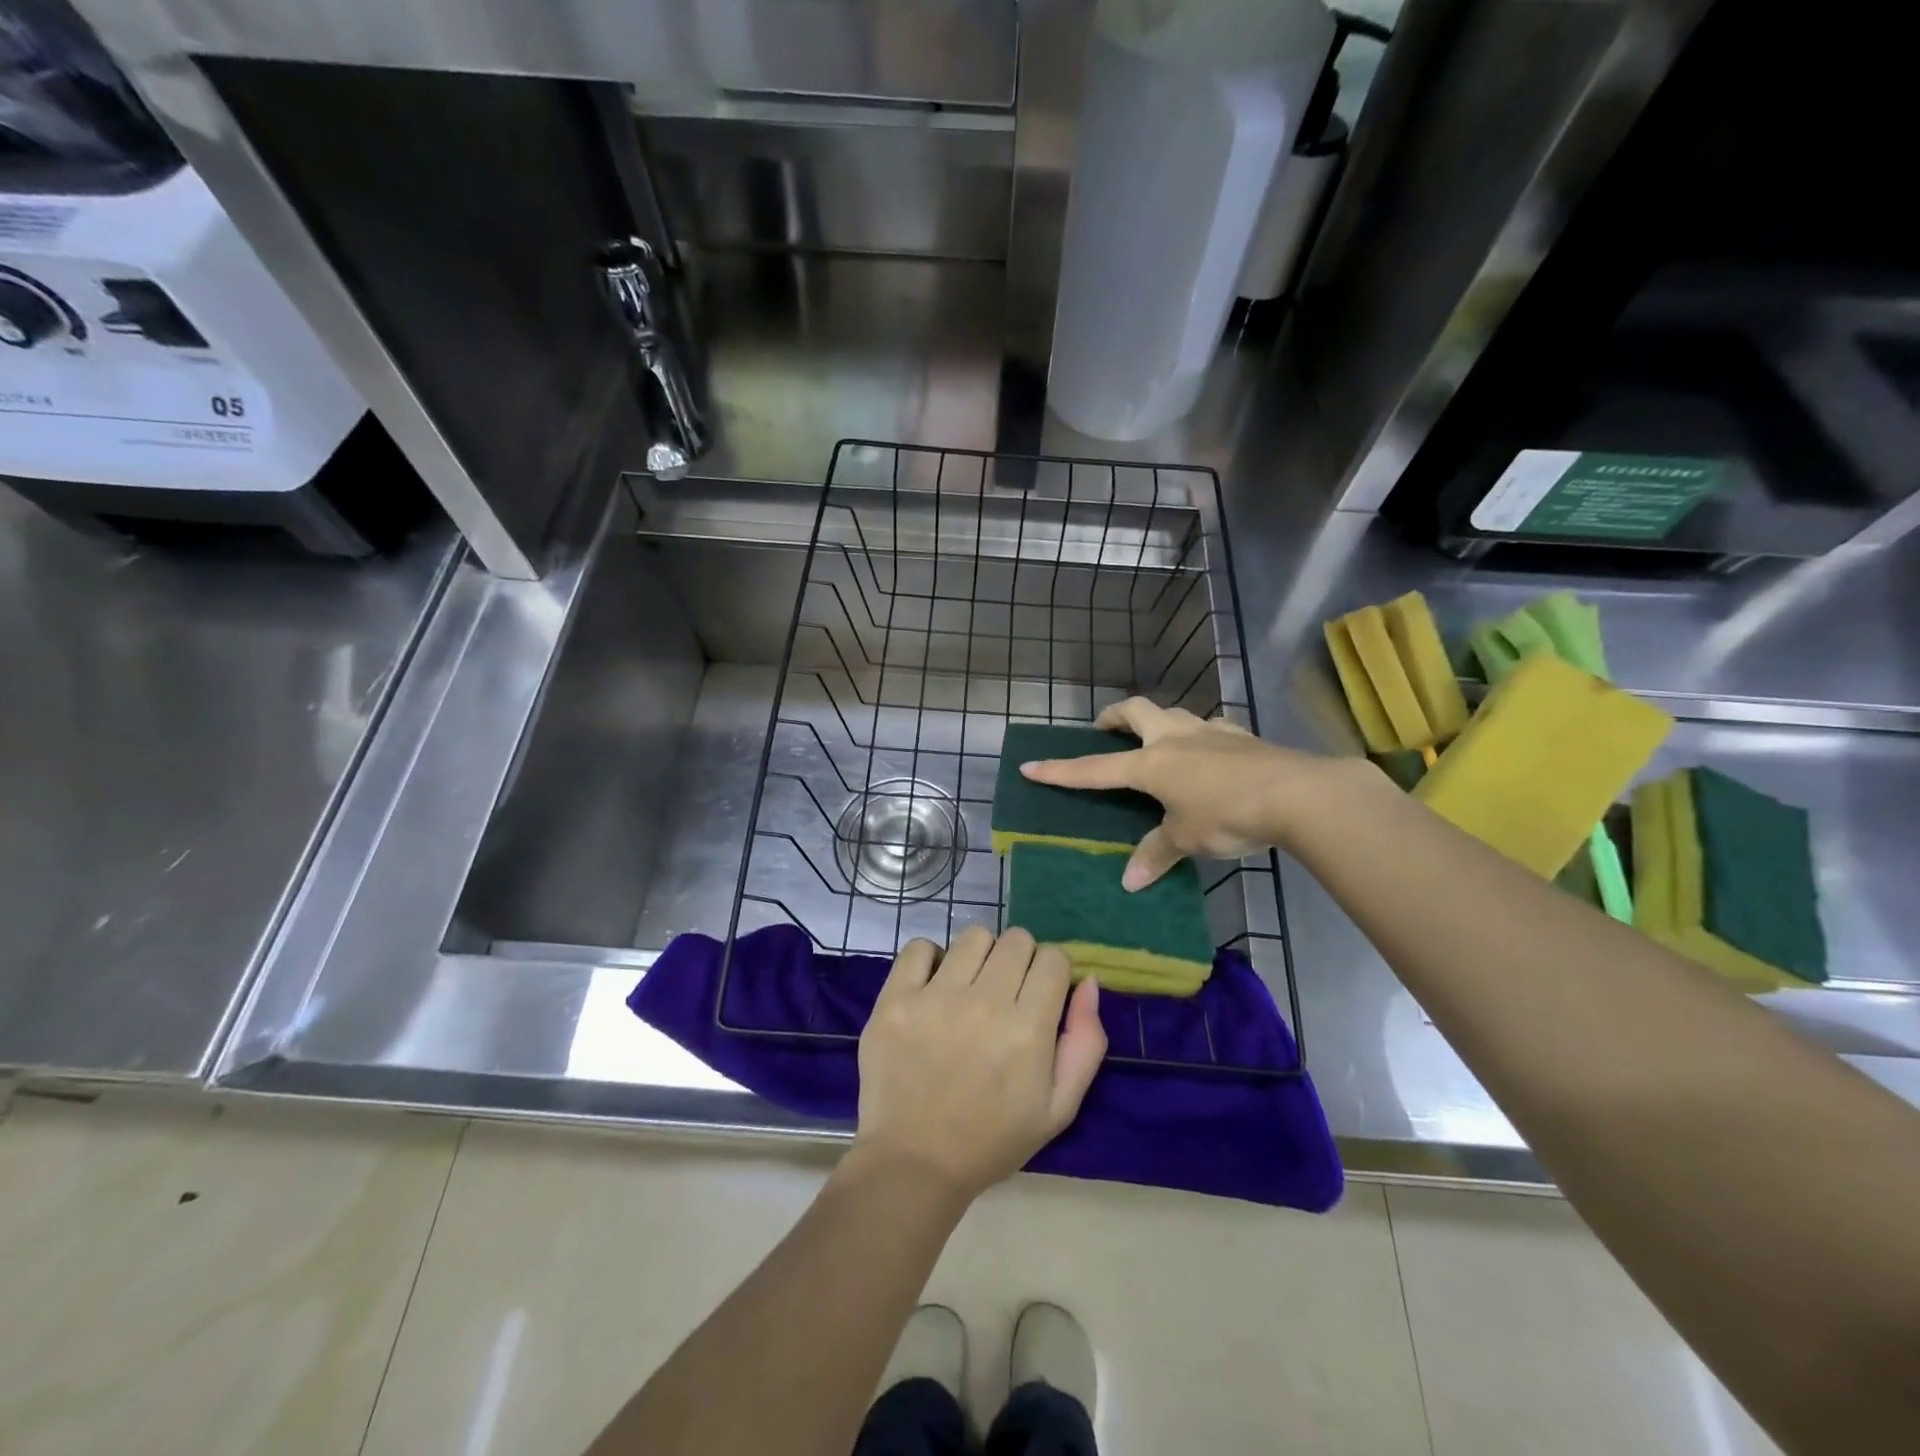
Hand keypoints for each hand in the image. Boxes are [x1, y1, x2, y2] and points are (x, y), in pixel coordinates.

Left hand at [852, 926, 1106, 1201]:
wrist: (914, 1163)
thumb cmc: (993, 1139)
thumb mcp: (1059, 1108)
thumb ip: (1085, 1043)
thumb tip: (1088, 983)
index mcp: (1028, 1029)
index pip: (1054, 958)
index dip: (1053, 973)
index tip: (1041, 995)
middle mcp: (984, 1003)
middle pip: (1017, 939)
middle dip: (1020, 960)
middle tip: (1006, 993)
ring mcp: (935, 997)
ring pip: (974, 936)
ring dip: (980, 956)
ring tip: (969, 988)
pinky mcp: (895, 999)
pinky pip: (919, 947)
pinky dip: (930, 960)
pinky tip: (933, 987)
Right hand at [1020, 696, 1339, 888]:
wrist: (1297, 794)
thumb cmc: (1228, 815)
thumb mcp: (1187, 839)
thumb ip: (1156, 854)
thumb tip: (1130, 882)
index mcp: (1151, 763)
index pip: (1095, 768)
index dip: (1061, 770)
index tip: (1031, 765)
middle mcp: (1174, 738)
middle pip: (1135, 711)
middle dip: (1114, 716)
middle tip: (1104, 729)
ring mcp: (1209, 731)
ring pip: (1173, 712)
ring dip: (1157, 721)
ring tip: (1157, 741)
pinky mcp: (1241, 735)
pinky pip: (1210, 728)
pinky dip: (1198, 736)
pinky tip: (1209, 754)